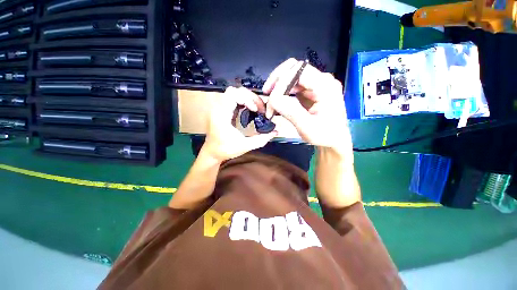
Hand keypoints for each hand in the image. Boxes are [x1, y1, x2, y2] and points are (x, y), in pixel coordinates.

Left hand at [201, 86, 277, 161]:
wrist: (212, 153)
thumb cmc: (226, 150)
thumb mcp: (245, 146)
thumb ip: (262, 139)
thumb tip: (276, 132)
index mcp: (221, 115)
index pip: (233, 95)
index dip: (247, 99)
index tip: (256, 111)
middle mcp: (218, 108)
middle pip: (234, 90)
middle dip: (250, 97)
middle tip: (259, 108)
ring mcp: (219, 108)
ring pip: (234, 93)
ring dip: (247, 98)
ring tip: (256, 109)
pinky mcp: (222, 110)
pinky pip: (233, 99)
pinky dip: (243, 102)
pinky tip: (250, 110)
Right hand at [263, 58, 351, 154]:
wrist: (335, 140)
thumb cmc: (325, 136)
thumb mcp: (307, 127)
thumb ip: (291, 111)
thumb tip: (273, 99)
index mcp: (325, 86)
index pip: (298, 71)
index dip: (281, 80)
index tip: (271, 98)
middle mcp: (322, 81)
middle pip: (294, 69)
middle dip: (277, 80)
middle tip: (267, 95)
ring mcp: (317, 85)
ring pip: (292, 76)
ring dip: (279, 87)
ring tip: (271, 102)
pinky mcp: (312, 91)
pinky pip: (294, 86)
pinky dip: (284, 92)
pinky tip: (278, 102)